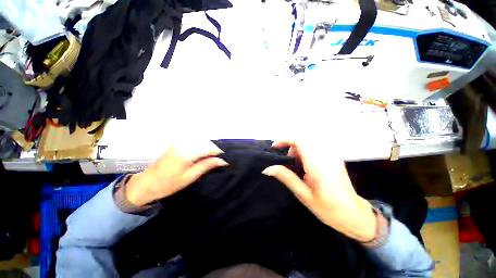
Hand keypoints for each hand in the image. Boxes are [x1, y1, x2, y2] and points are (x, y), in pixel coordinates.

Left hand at [126, 141, 227, 206]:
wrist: (146, 184)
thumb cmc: (169, 184)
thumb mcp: (190, 177)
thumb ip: (207, 165)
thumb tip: (222, 161)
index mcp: (187, 152)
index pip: (209, 148)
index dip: (219, 153)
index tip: (225, 159)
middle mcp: (184, 143)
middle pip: (206, 143)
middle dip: (215, 150)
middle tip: (220, 160)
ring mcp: (180, 142)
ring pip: (201, 142)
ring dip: (209, 149)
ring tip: (213, 158)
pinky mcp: (177, 144)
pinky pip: (194, 143)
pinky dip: (201, 147)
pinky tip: (203, 155)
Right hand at [262, 140, 375, 241]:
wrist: (355, 215)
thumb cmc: (329, 209)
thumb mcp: (304, 195)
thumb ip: (286, 177)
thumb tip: (267, 169)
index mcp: (318, 165)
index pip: (300, 141)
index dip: (285, 139)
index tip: (274, 147)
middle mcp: (326, 156)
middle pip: (303, 139)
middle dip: (290, 146)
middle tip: (286, 162)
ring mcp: (331, 156)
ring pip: (309, 142)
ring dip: (297, 149)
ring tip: (295, 166)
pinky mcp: (333, 158)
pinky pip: (315, 147)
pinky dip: (305, 152)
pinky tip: (305, 166)